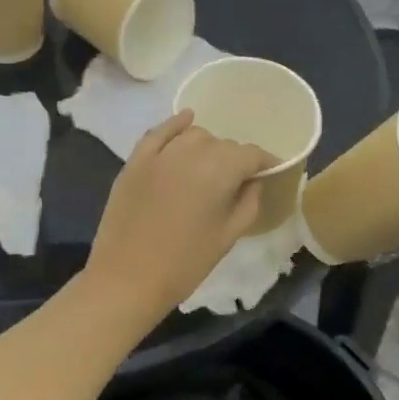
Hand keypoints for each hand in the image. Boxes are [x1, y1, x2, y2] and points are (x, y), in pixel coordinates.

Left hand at [84, 111, 271, 322]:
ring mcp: (160, 154)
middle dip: (234, 159)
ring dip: (207, 146)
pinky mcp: (135, 161)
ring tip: (210, 167)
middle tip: (236, 182)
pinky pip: (159, 132)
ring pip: (194, 136)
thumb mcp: (228, 236)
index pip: (250, 154)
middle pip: (222, 144)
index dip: (264, 161)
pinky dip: (175, 125)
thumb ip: (248, 202)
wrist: (127, 278)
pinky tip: (186, 120)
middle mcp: (191, 153)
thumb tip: (253, 181)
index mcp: (219, 171)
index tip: (271, 170)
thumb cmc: (185, 263)